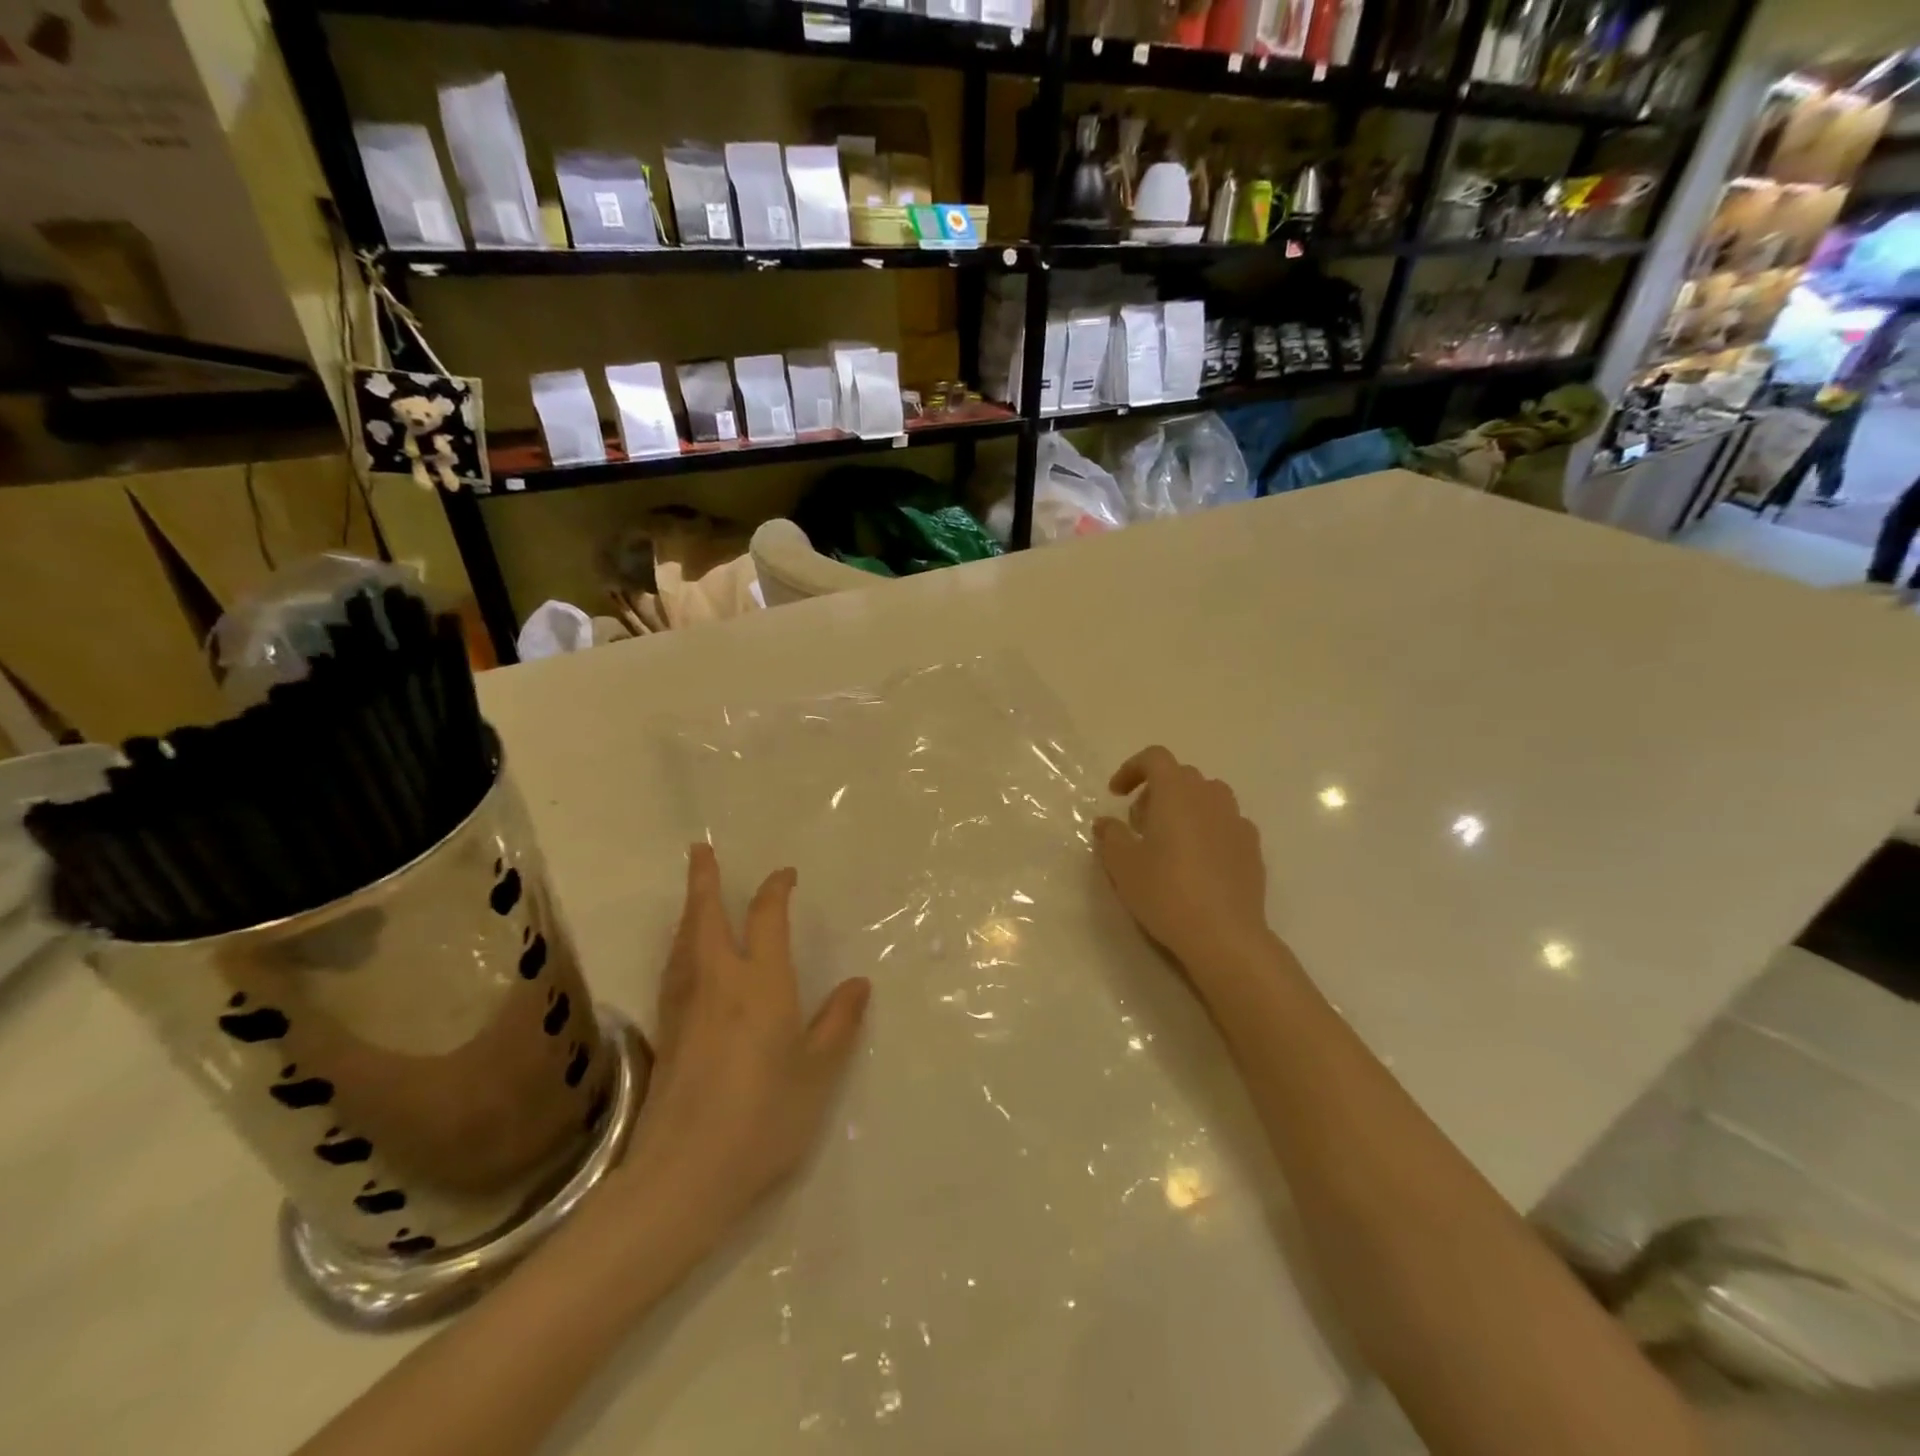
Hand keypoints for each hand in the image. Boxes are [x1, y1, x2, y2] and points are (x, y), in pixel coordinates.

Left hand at [620, 845, 869, 1236]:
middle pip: (706, 917)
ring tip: (693, 894)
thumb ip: (838, 1023)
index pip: (766, 919)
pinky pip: (674, 969)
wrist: (684, 1174)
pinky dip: (680, 945)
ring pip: (684, 941)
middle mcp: (719, 982)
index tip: (785, 875)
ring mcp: (686, 1006)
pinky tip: (683, 956)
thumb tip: (858, 983)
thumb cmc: (764, 1117)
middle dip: (705, 879)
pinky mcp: (666, 1033)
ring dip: (689, 909)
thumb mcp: (818, 1072)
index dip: (775, 890)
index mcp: (762, 983)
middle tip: (701, 850)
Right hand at [1093, 746, 1271, 976]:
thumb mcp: (1122, 864)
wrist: (1224, 935)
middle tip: (1138, 824)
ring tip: (1169, 841)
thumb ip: (1110, 835)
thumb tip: (1106, 822)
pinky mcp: (1252, 847)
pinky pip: (1225, 824)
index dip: (1131, 769)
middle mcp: (1210, 796)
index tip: (1116, 794)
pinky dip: (1207, 830)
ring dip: (1184, 808)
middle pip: (1181, 777)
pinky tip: (1198, 862)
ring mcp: (1236, 820)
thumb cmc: (1166, 891)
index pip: (1154, 758)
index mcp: (1176, 791)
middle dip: (1156, 792)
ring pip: (1207, 798)